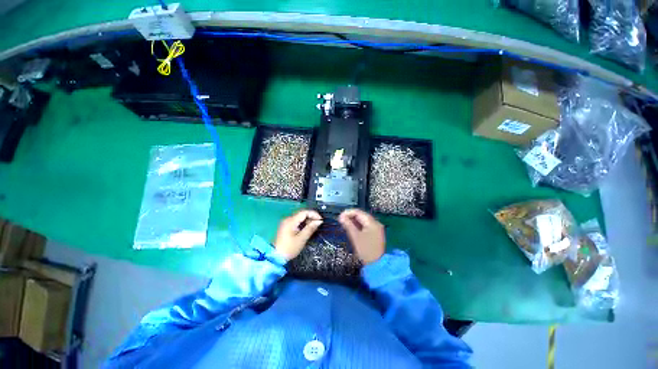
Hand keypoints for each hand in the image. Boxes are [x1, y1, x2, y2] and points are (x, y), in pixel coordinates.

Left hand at [274, 210, 322, 260]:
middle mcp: (288, 219)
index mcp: (291, 221)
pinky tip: (306, 228)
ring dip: (307, 220)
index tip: (321, 220)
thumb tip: (319, 221)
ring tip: (313, 227)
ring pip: (300, 217)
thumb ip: (310, 228)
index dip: (314, 214)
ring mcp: (286, 222)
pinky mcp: (286, 226)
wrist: (276, 257)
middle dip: (311, 217)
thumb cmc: (289, 248)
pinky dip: (303, 223)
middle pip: (302, 213)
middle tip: (318, 223)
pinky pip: (296, 221)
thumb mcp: (302, 238)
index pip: (304, 212)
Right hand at [338, 209, 385, 264]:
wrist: (376, 264)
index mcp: (372, 222)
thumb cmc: (365, 250)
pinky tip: (352, 228)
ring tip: (345, 224)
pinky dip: (358, 226)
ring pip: (363, 221)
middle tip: (341, 220)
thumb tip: (341, 216)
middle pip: (361, 215)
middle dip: (350, 217)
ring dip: (353, 221)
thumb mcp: (355, 236)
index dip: (348, 213)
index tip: (340, 217)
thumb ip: (348, 225)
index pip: (358, 212)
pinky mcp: (375, 234)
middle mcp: (375, 223)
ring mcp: (376, 229)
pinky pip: (365, 226)